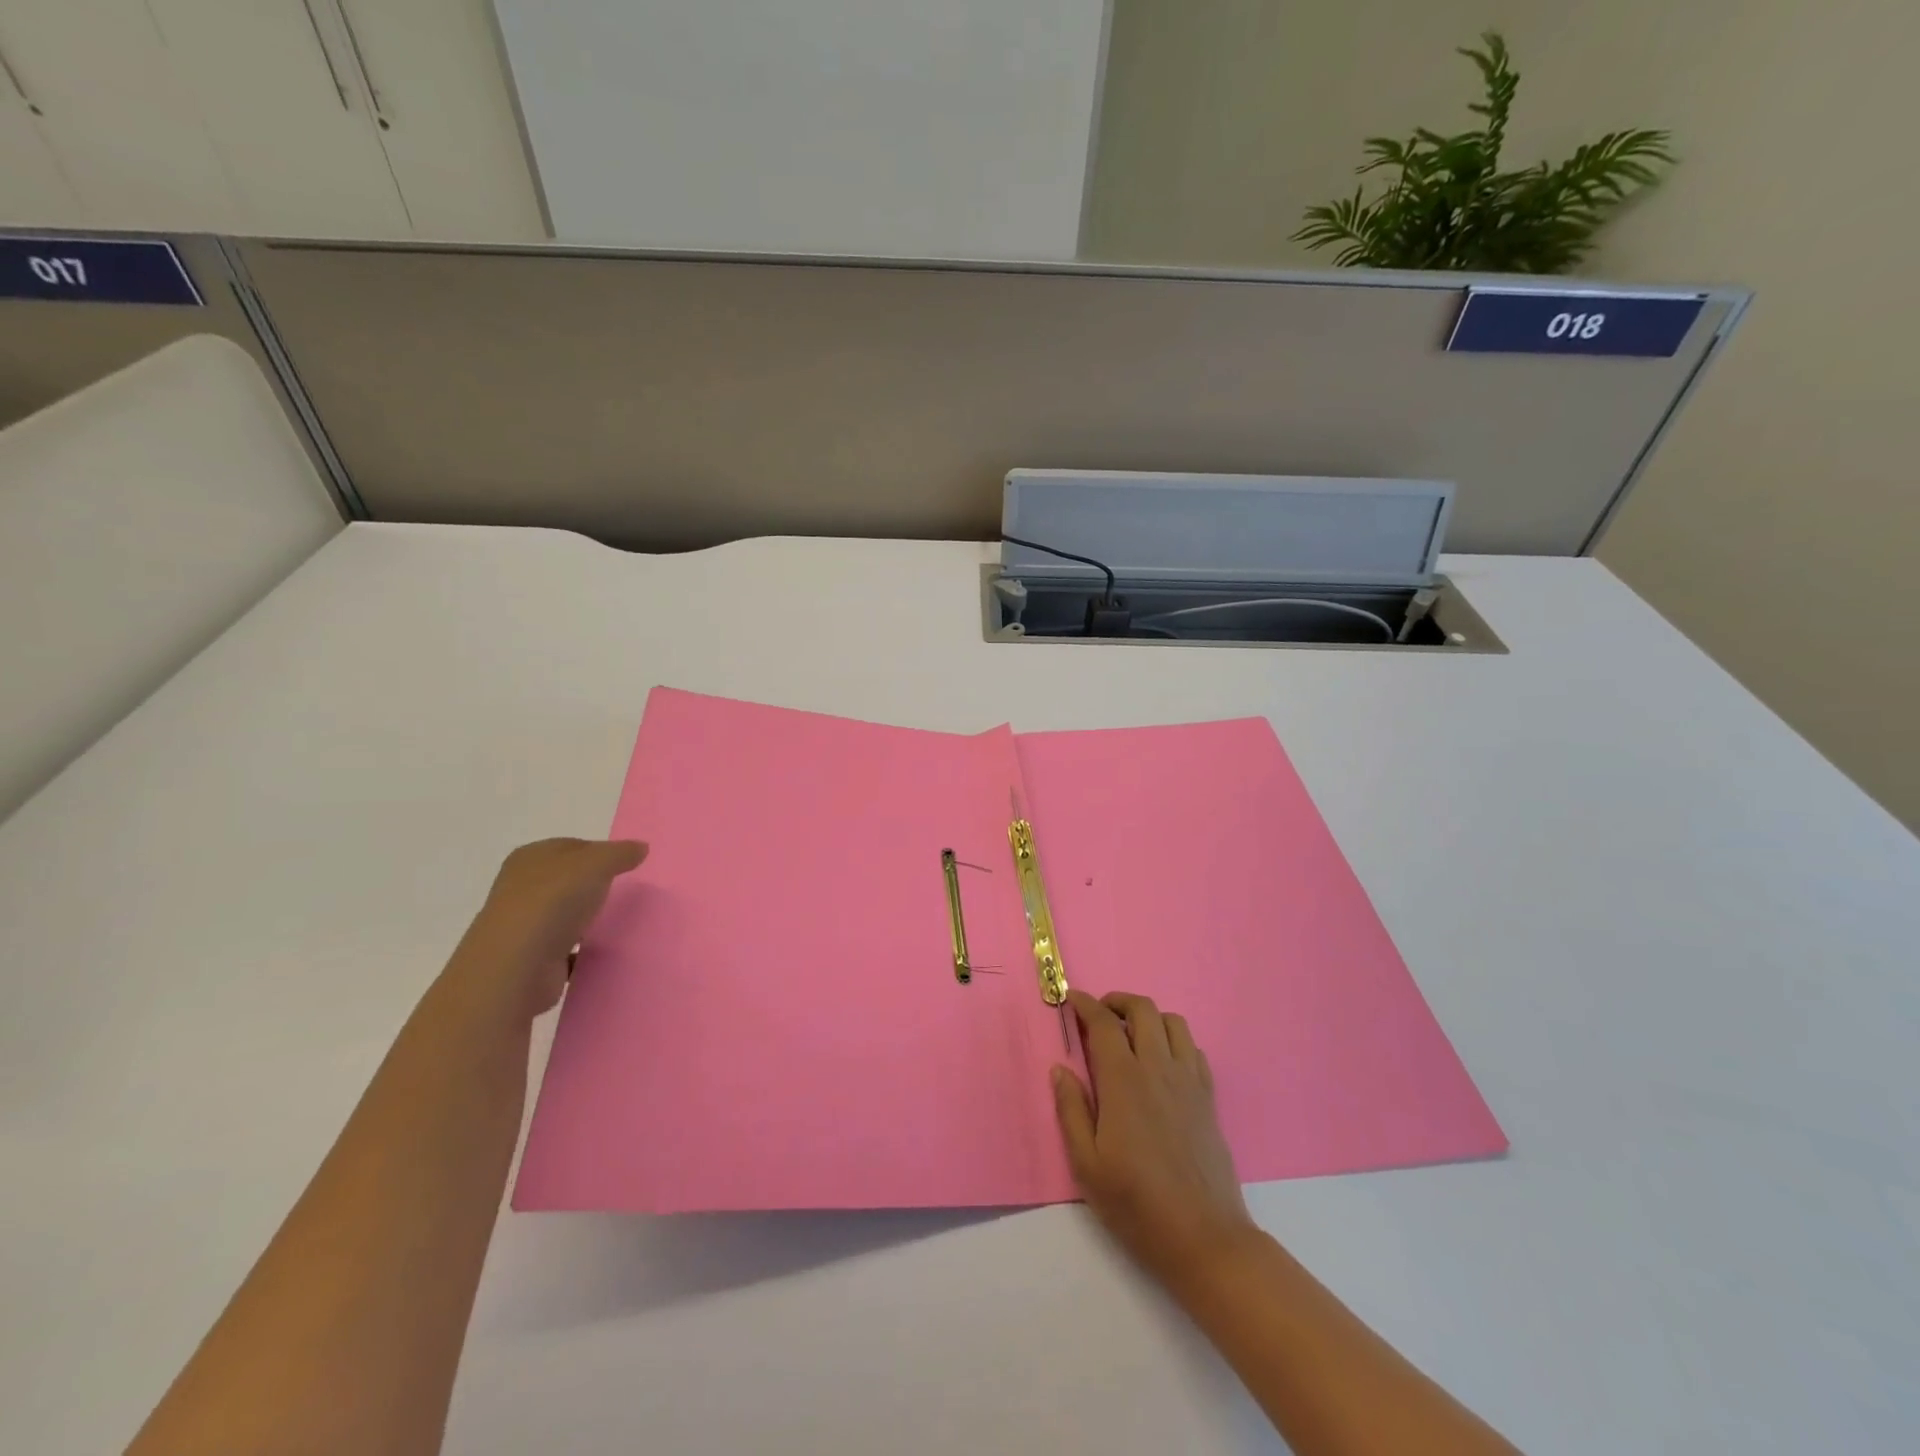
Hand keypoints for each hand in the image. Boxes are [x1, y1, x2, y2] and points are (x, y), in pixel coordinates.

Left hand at [449, 838, 646, 1022]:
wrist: (515, 968)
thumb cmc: (553, 902)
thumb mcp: (596, 864)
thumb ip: (620, 853)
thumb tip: (641, 848)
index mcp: (530, 858)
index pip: (572, 847)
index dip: (600, 853)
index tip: (626, 867)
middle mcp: (521, 888)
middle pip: (567, 880)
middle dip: (593, 886)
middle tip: (624, 893)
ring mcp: (524, 925)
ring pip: (565, 914)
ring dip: (587, 919)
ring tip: (618, 923)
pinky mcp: (531, 958)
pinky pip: (565, 948)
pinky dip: (582, 951)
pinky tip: (603, 952)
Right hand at [1052, 989, 1260, 1289]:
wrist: (1204, 1238)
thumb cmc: (1136, 1204)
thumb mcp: (1087, 1165)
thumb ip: (1071, 1110)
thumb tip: (1060, 1069)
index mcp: (1124, 1080)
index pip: (1103, 1023)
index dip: (1085, 1004)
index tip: (1071, 1000)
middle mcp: (1158, 1068)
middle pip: (1142, 1009)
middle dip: (1117, 1002)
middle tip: (1099, 1016)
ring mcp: (1188, 1081)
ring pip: (1173, 1022)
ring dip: (1149, 1017)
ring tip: (1131, 1035)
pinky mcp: (1209, 1098)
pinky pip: (1194, 1049)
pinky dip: (1174, 1041)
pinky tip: (1162, 1063)